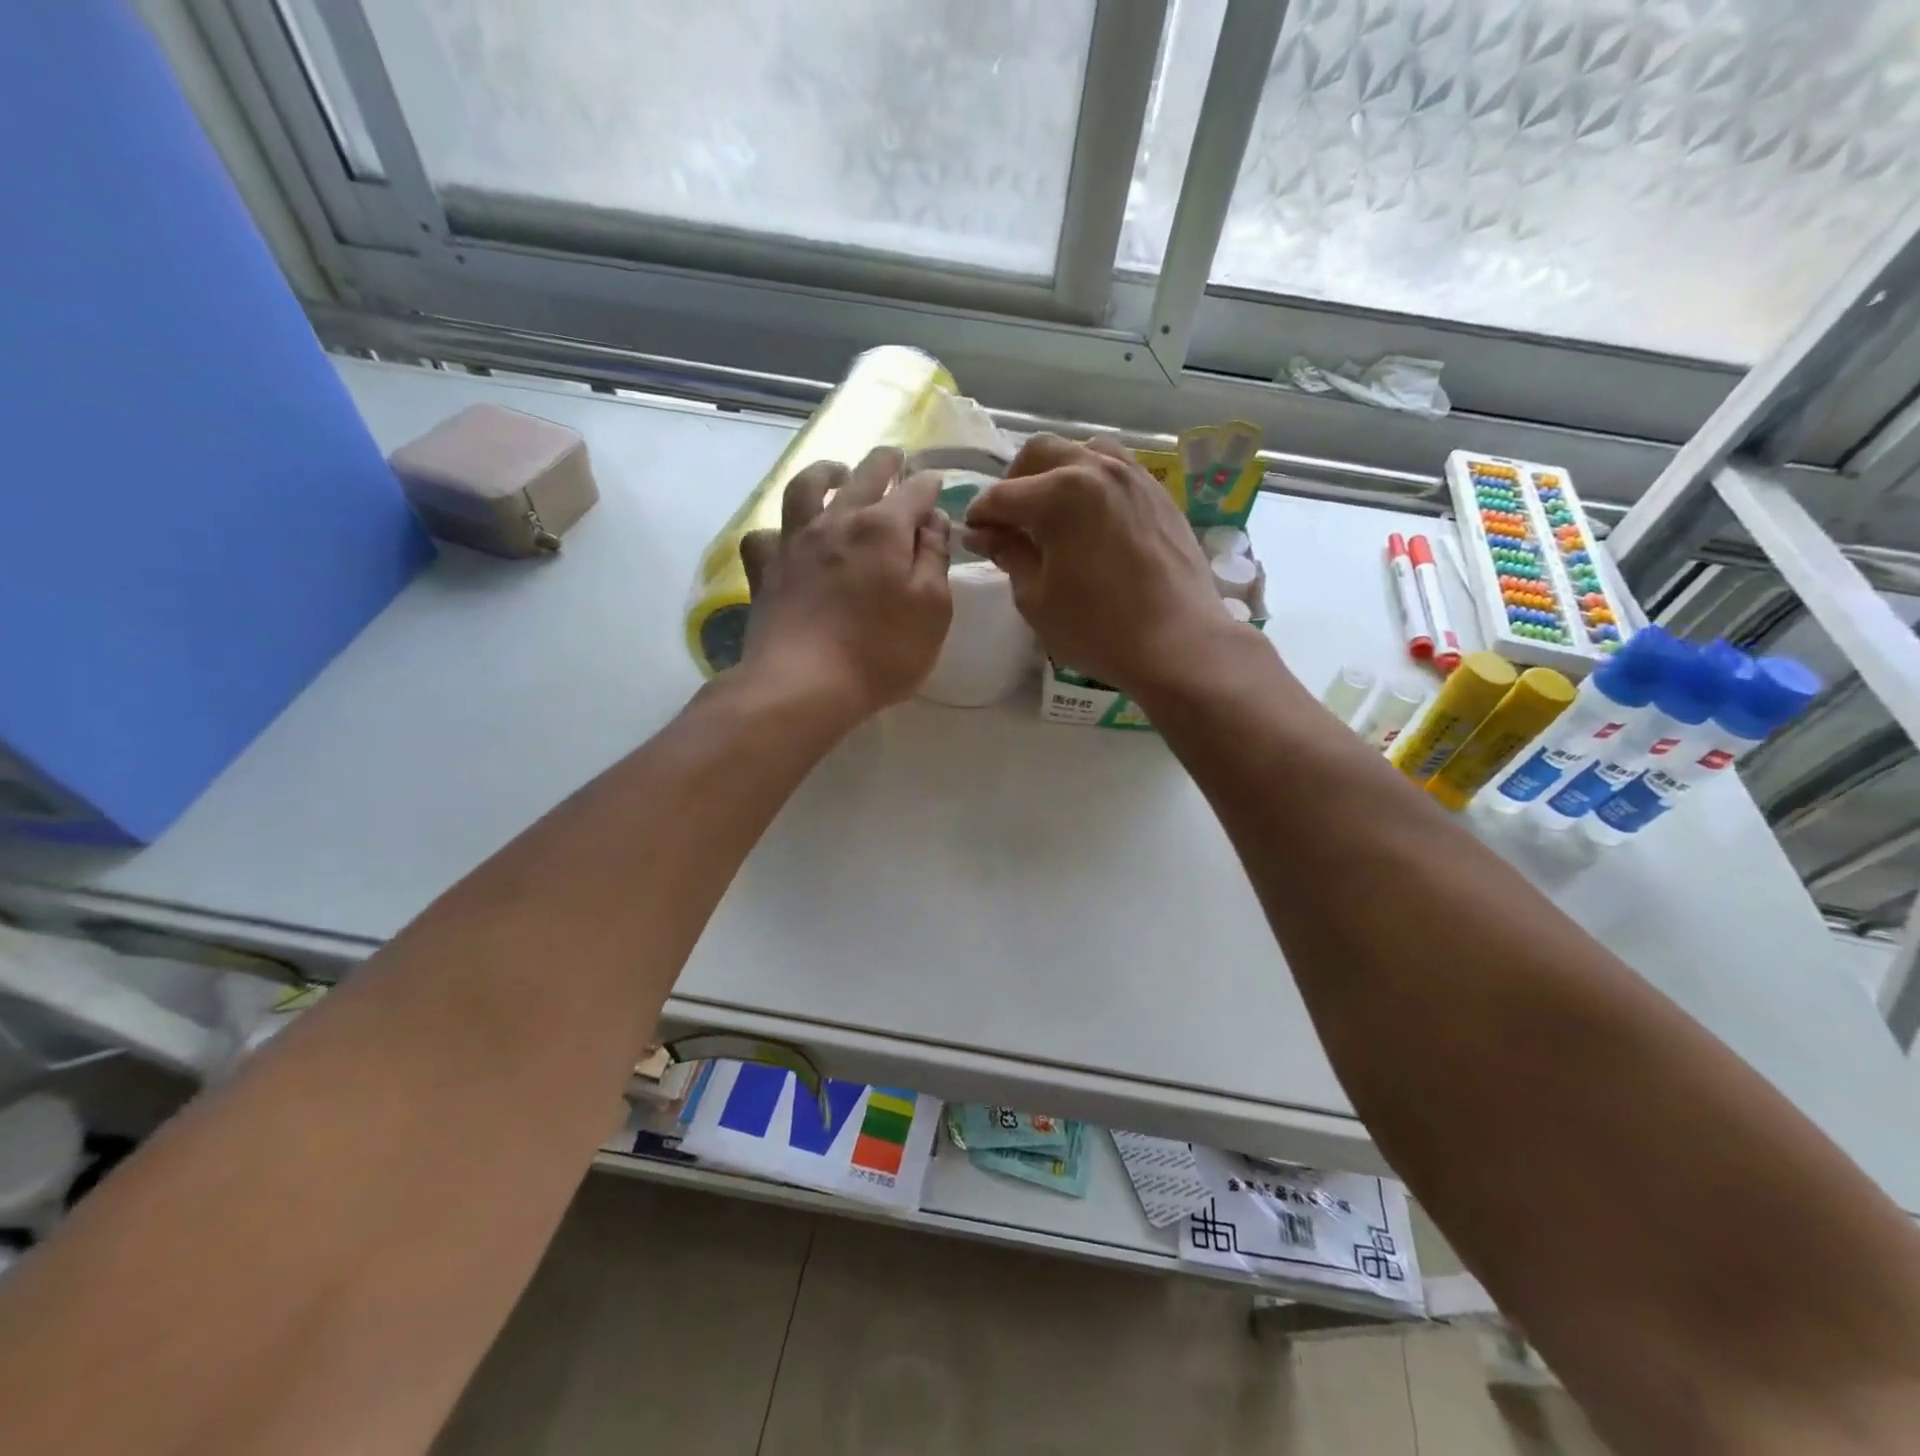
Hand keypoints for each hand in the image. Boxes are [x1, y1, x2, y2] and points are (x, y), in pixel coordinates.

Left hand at [738, 448, 952, 719]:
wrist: (803, 685)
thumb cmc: (881, 652)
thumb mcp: (932, 609)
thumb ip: (935, 559)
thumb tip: (932, 520)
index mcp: (883, 528)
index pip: (915, 492)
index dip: (929, 485)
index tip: (937, 485)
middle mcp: (837, 521)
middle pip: (863, 476)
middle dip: (885, 462)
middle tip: (895, 457)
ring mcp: (794, 542)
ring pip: (805, 488)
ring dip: (825, 472)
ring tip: (836, 472)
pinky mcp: (765, 571)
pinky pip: (764, 536)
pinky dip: (777, 530)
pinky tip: (785, 536)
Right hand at [964, 435, 1240, 695]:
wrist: (1179, 643)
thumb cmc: (1097, 629)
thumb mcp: (1036, 598)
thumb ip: (1008, 554)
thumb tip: (984, 533)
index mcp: (1060, 493)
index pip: (1002, 496)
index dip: (980, 517)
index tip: (972, 537)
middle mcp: (1097, 468)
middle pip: (1040, 454)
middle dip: (1014, 483)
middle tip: (1008, 522)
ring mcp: (1133, 477)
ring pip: (1082, 452)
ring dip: (1056, 474)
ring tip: (1051, 513)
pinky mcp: (1158, 494)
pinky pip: (1115, 470)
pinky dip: (1091, 483)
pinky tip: (1090, 519)